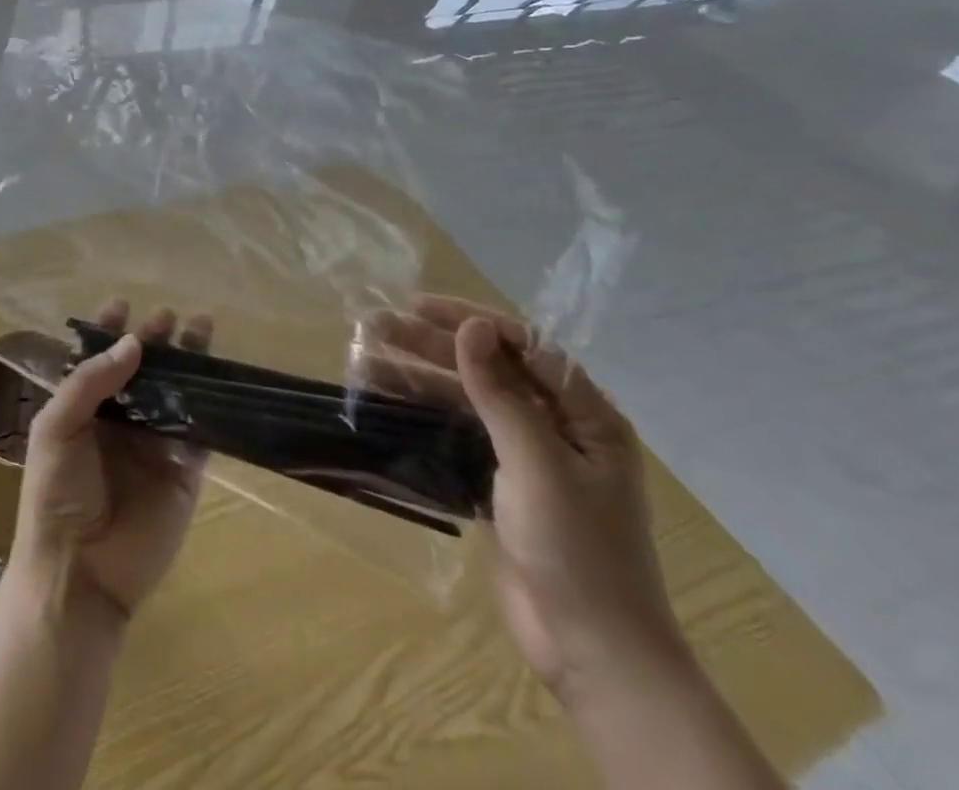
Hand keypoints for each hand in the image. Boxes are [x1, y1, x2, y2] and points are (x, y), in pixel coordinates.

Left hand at [9, 302, 210, 623]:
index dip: (110, 332)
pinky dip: (211, 405)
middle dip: (153, 339)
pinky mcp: (184, 471)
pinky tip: (219, 377)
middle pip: (142, 370)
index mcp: (84, 410)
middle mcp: (120, 421)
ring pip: (175, 393)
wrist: (79, 572)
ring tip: (201, 326)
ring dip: (188, 362)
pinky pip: (200, 431)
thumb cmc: (56, 494)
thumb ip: (91, 382)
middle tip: (167, 315)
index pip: (99, 361)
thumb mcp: (57, 427)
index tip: (123, 303)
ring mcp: (154, 445)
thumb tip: (134, 343)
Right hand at [363, 295, 690, 703]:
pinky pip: (457, 432)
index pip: (525, 346)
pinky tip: (386, 402)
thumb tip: (472, 327)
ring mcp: (526, 455)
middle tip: (375, 327)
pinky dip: (423, 414)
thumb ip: (501, 393)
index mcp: (586, 415)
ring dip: (419, 377)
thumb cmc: (577, 550)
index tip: (418, 307)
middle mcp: (557, 426)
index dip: (471, 321)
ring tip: (365, 361)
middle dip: (432, 346)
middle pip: (488, 368)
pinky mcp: (499, 483)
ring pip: (466, 399)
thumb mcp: (538, 463)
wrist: (592, 652)